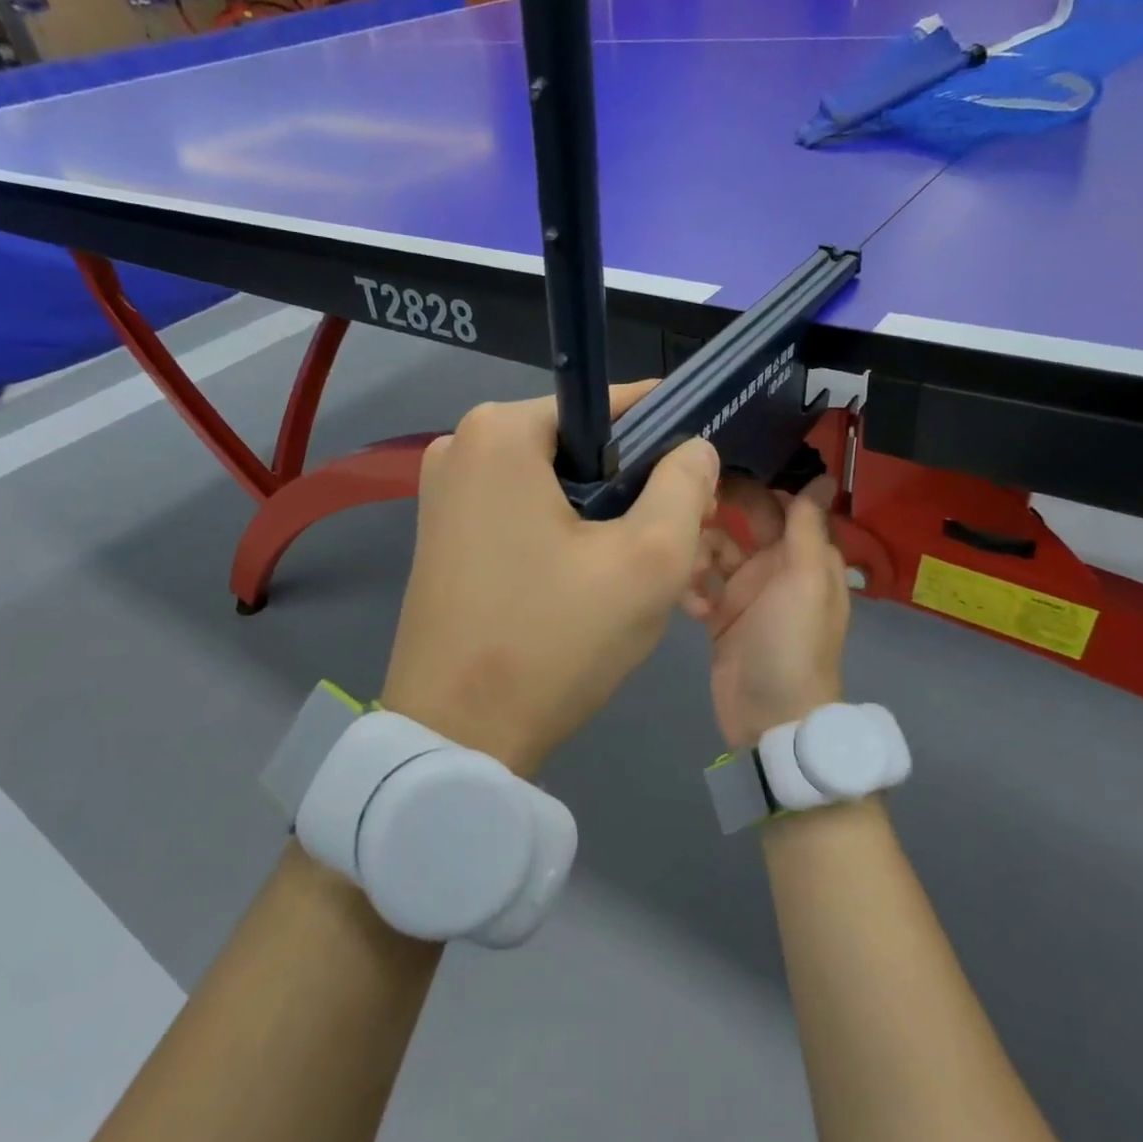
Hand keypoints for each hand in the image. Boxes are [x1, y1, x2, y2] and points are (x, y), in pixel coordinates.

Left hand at [381, 384, 719, 775]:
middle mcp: (463, 445)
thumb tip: (693, 446)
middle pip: (582, 446)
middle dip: (634, 486)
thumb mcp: (648, 560)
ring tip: (635, 569)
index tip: (700, 482)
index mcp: (501, 430)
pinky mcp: (442, 532)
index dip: (667, 438)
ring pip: (555, 483)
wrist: (457, 736)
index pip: (612, 406)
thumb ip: (685, 486)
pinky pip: (523, 511)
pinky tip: (587, 582)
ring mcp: (445, 491)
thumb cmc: (554, 639)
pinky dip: (563, 533)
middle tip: (674, 541)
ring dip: (603, 516)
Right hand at [684, 478, 850, 749]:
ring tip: (689, 571)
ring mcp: (744, 593)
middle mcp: (775, 568)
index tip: (717, 465)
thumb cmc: (794, 642)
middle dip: (719, 513)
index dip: (755, 485)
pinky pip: (699, 585)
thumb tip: (824, 475)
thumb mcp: (806, 579)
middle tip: (687, 504)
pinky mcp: (719, 617)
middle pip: (744, 523)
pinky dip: (692, 589)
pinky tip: (690, 606)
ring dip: (699, 554)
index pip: (781, 505)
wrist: (771, 719)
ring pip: (715, 551)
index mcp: (804, 556)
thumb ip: (808, 526)